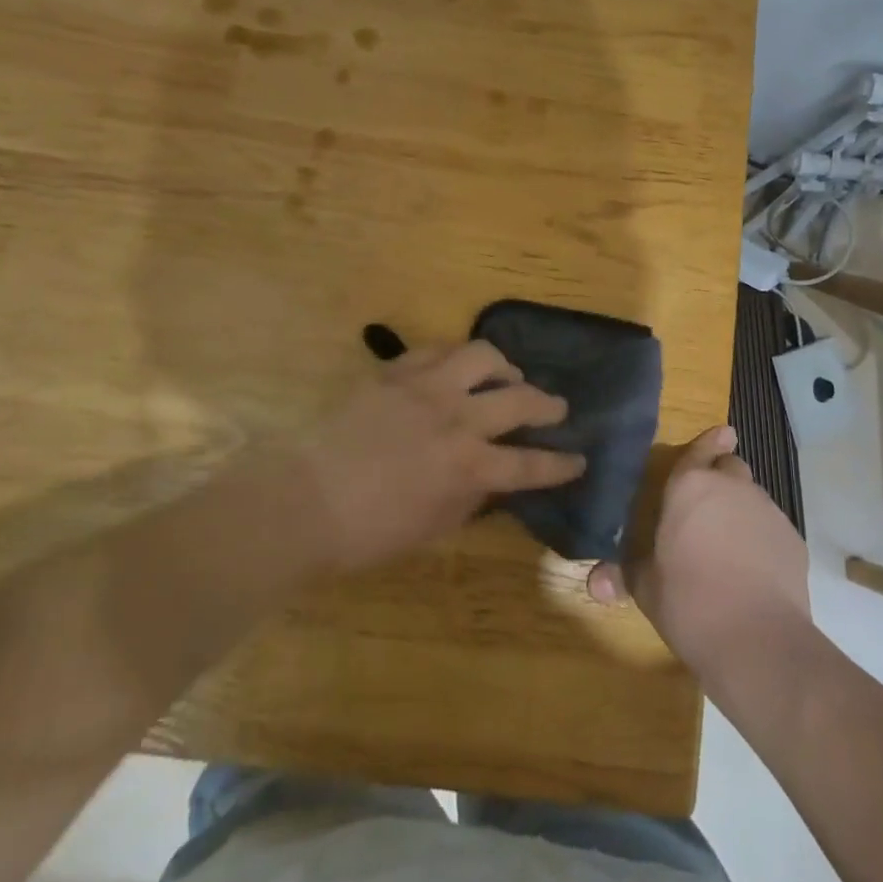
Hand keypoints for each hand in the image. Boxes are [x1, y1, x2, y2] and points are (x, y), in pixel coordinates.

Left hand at [287, 340, 582, 573]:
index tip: (578, 460)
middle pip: (520, 400)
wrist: (303, 499)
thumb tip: (491, 479)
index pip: (531, 464)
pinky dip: (458, 357)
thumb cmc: (367, 532)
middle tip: (557, 408)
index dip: (560, 464)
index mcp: (469, 468)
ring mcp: (427, 388)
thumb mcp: (432, 528)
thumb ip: (470, 499)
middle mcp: (458, 419)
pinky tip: (458, 367)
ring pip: (484, 356)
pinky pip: (438, 349)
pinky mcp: (397, 371)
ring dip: (505, 367)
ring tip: (508, 375)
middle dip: (548, 405)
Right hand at [587, 425, 809, 676]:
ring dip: (741, 508)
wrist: (757, 640)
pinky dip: (763, 537)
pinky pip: (773, 526)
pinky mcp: (792, 538)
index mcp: (689, 487)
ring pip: (753, 496)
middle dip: (721, 478)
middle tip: (708, 508)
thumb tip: (595, 583)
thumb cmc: (689, 603)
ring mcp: (766, 510)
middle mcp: (730, 487)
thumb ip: (624, 575)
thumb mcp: (647, 589)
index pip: (698, 451)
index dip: (707, 443)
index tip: (722, 432)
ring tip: (730, 543)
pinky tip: (755, 569)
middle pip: (730, 467)